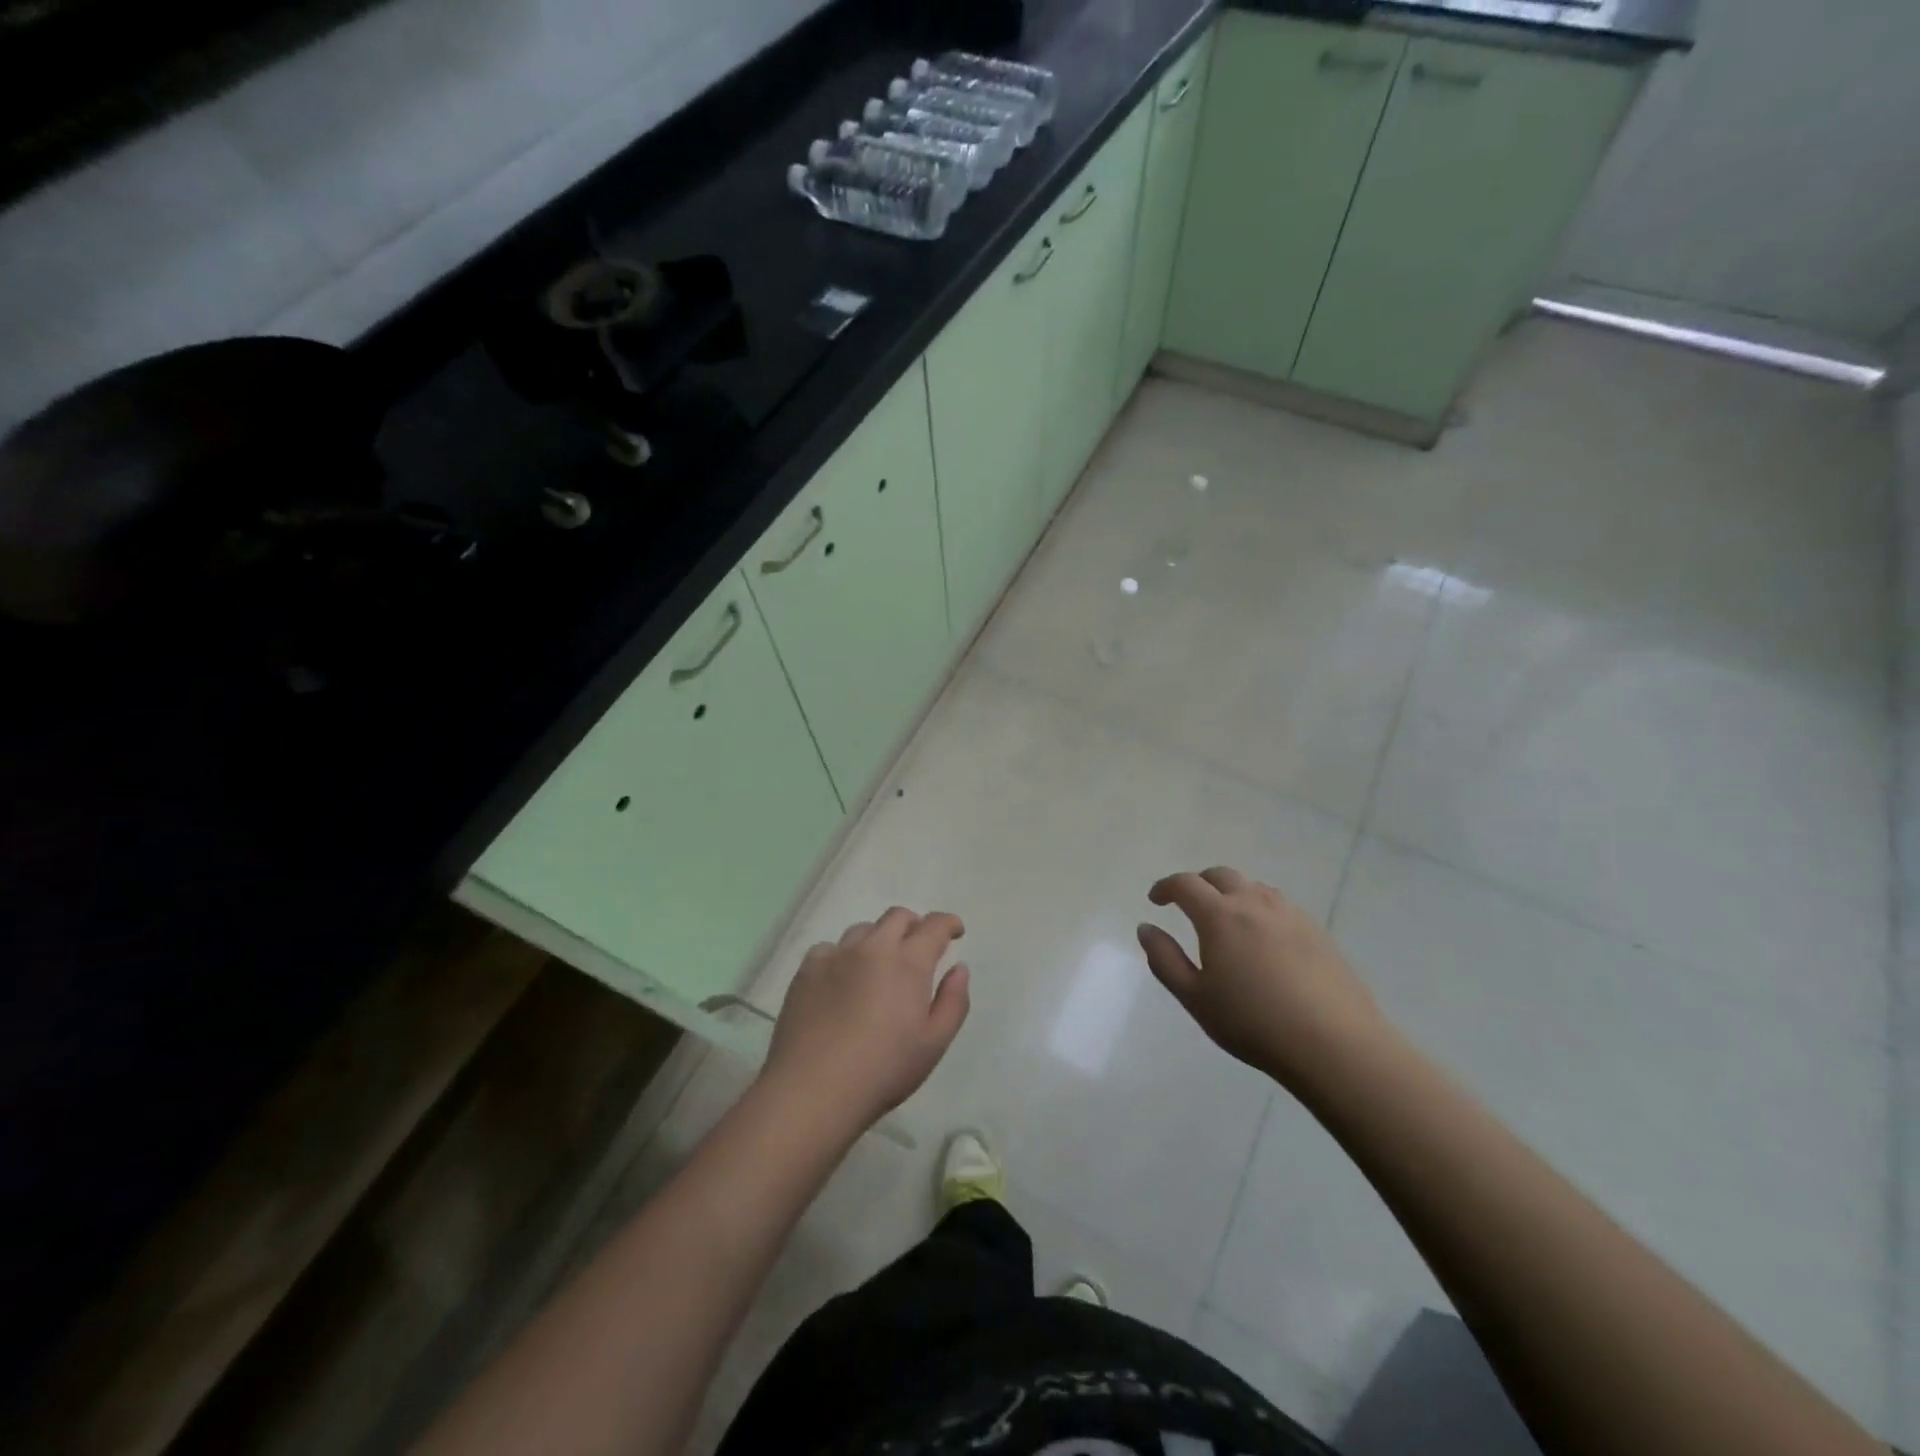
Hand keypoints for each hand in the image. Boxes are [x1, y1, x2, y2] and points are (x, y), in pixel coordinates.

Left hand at [762, 906, 970, 1133]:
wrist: (813, 1089)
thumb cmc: (883, 1070)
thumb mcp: (934, 1043)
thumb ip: (953, 1001)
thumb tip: (958, 968)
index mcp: (908, 963)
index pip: (934, 926)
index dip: (948, 923)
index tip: (954, 932)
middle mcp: (873, 948)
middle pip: (898, 916)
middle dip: (914, 925)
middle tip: (918, 948)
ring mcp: (836, 955)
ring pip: (863, 929)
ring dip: (879, 939)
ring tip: (878, 966)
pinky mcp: (807, 969)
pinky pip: (830, 948)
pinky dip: (844, 956)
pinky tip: (841, 981)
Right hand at [1138, 866, 1387, 1090]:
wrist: (1335, 1045)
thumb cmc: (1253, 1023)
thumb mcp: (1195, 997)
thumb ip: (1164, 959)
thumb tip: (1146, 928)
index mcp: (1219, 915)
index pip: (1185, 884)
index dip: (1165, 887)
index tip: (1155, 900)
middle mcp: (1254, 903)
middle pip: (1220, 875)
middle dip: (1198, 883)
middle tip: (1187, 905)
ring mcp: (1290, 914)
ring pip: (1253, 887)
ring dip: (1231, 893)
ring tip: (1226, 921)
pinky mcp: (1317, 931)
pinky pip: (1279, 905)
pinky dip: (1259, 909)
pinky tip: (1263, 940)